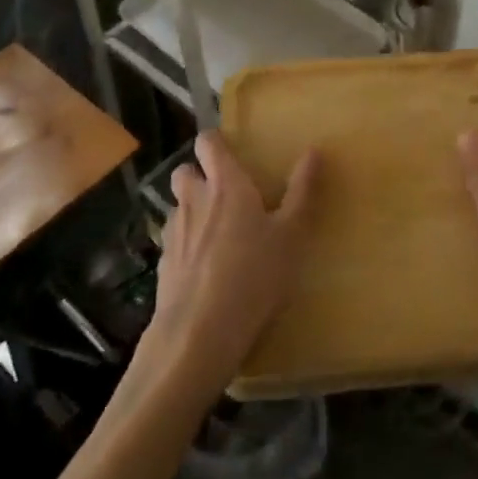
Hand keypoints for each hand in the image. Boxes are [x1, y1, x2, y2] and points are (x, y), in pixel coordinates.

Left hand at [149, 131, 319, 393]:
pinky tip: (205, 272)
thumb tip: (314, 150)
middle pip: (183, 171)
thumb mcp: (291, 236)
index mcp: (226, 184)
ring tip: (217, 235)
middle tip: (224, 193)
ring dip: (193, 212)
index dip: (216, 142)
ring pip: (178, 208)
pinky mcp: (163, 267)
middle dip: (198, 175)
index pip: (208, 143)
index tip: (231, 151)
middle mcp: (194, 200)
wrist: (197, 336)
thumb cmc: (253, 276)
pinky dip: (187, 248)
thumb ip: (302, 192)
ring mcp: (174, 234)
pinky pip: (174, 244)